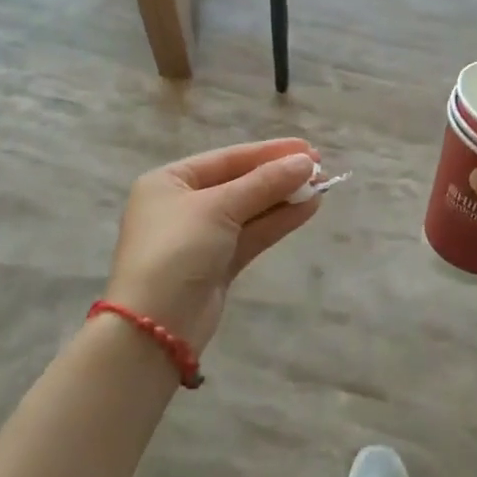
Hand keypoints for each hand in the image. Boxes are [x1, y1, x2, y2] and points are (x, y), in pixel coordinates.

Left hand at [106, 138, 322, 351]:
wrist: (154, 328)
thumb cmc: (176, 250)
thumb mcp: (219, 207)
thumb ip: (264, 183)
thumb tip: (306, 161)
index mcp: (170, 181)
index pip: (228, 158)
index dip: (269, 152)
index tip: (308, 148)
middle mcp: (183, 205)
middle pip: (240, 183)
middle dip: (279, 175)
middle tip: (320, 167)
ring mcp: (201, 237)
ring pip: (249, 210)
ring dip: (284, 198)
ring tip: (322, 186)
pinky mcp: (217, 265)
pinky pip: (251, 234)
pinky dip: (278, 221)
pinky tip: (308, 208)